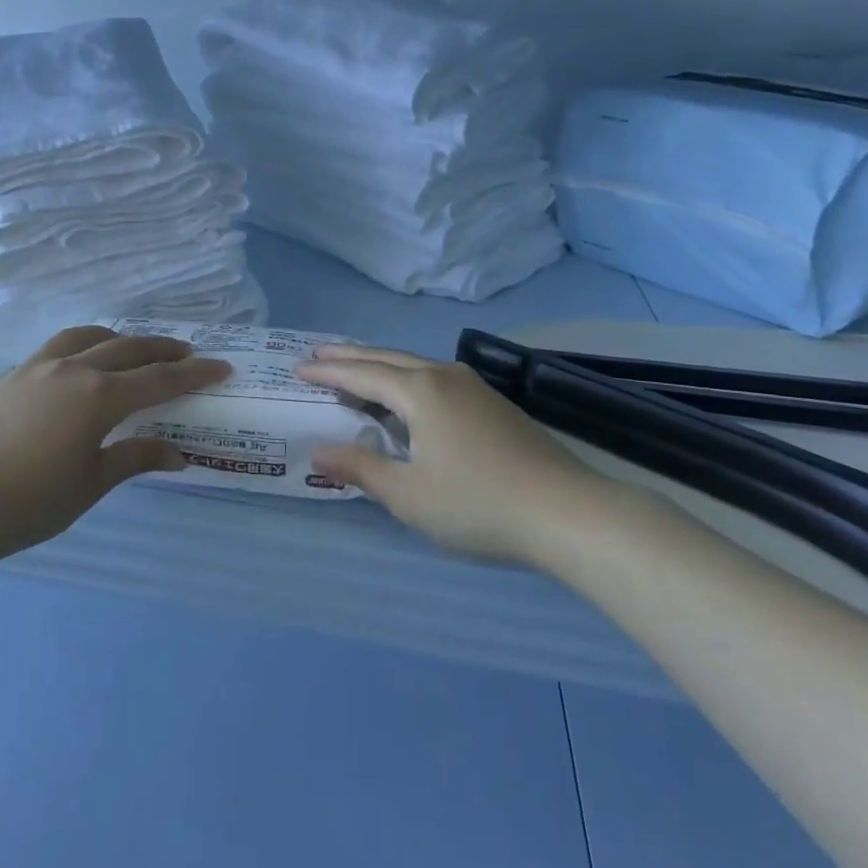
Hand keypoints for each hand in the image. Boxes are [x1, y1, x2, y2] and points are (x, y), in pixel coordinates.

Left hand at [0, 325, 229, 565]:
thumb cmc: (31, 503)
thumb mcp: (91, 484)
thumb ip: (136, 458)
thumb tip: (179, 455)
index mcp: (98, 396)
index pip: (158, 379)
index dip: (194, 373)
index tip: (222, 367)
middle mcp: (72, 369)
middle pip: (128, 348)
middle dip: (163, 350)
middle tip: (188, 354)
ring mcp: (37, 367)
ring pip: (88, 336)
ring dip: (119, 340)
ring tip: (133, 351)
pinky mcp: (12, 375)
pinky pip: (57, 347)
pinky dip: (82, 347)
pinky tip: (81, 367)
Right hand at [299, 346, 620, 570]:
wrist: (568, 512)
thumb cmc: (477, 503)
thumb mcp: (408, 494)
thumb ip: (360, 469)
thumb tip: (318, 452)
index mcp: (419, 391)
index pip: (361, 375)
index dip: (328, 373)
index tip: (299, 368)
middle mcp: (444, 376)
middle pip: (386, 359)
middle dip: (350, 357)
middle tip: (318, 355)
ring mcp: (473, 387)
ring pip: (413, 365)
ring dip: (379, 366)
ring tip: (355, 371)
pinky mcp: (493, 404)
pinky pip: (434, 378)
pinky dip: (405, 380)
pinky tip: (406, 397)